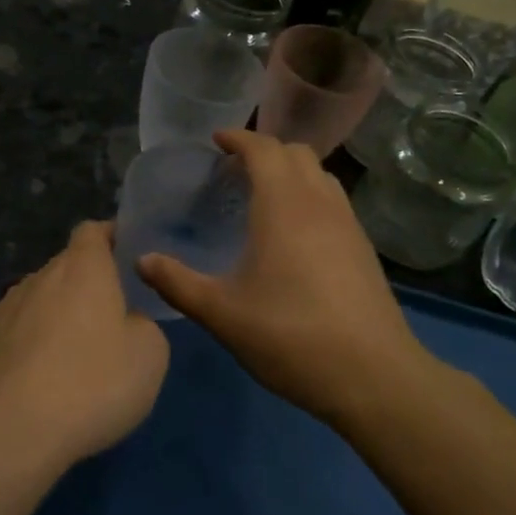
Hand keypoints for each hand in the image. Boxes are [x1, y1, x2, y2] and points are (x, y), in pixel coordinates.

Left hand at [0, 221, 169, 466]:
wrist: (8, 431)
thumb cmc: (91, 383)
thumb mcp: (149, 355)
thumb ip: (143, 325)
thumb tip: (126, 323)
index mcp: (83, 267)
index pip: (93, 231)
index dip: (110, 237)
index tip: (126, 256)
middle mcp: (40, 276)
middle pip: (66, 268)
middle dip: (87, 286)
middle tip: (110, 321)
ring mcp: (5, 309)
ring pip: (40, 301)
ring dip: (57, 318)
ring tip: (74, 359)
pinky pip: (17, 333)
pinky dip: (32, 346)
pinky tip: (41, 382)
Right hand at [138, 130, 431, 427]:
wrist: (373, 376)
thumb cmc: (290, 336)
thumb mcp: (222, 313)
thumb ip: (177, 283)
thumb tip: (141, 260)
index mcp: (284, 204)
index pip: (263, 148)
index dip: (238, 138)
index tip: (216, 141)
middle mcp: (320, 202)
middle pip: (296, 152)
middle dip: (264, 151)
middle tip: (234, 172)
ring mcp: (349, 224)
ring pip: (320, 175)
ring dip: (291, 172)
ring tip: (263, 198)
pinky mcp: (364, 249)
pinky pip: (334, 202)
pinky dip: (310, 197)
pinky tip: (294, 236)